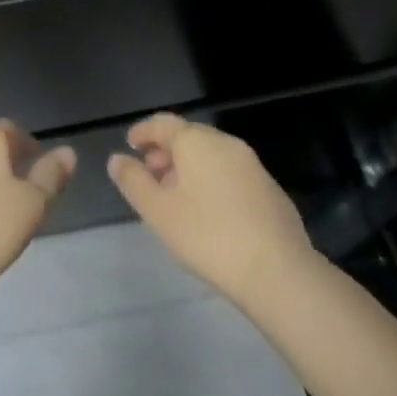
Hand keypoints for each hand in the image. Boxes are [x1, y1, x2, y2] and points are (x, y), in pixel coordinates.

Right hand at [108, 113, 318, 308]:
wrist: (279, 272)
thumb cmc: (209, 237)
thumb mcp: (159, 212)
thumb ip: (134, 181)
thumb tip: (117, 159)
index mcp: (196, 141)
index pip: (163, 123)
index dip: (143, 132)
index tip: (130, 144)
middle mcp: (224, 142)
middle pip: (188, 137)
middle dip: (166, 152)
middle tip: (151, 175)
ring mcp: (252, 165)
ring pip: (211, 155)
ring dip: (190, 168)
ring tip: (177, 197)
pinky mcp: (270, 189)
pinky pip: (231, 173)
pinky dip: (213, 181)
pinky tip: (210, 213)